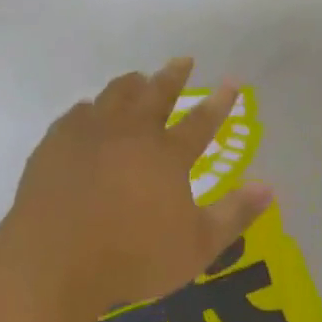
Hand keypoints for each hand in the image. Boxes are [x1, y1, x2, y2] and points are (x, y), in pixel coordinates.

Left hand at [7, 59, 272, 318]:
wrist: (53, 261)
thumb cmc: (131, 257)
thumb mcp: (195, 247)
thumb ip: (234, 216)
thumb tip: (268, 187)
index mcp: (167, 155)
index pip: (201, 121)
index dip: (220, 101)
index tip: (231, 81)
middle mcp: (132, 134)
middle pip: (157, 93)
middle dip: (174, 75)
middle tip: (183, 60)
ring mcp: (91, 134)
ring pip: (116, 95)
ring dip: (131, 84)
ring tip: (138, 78)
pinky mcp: (56, 144)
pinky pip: (77, 113)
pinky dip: (90, 109)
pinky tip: (89, 112)